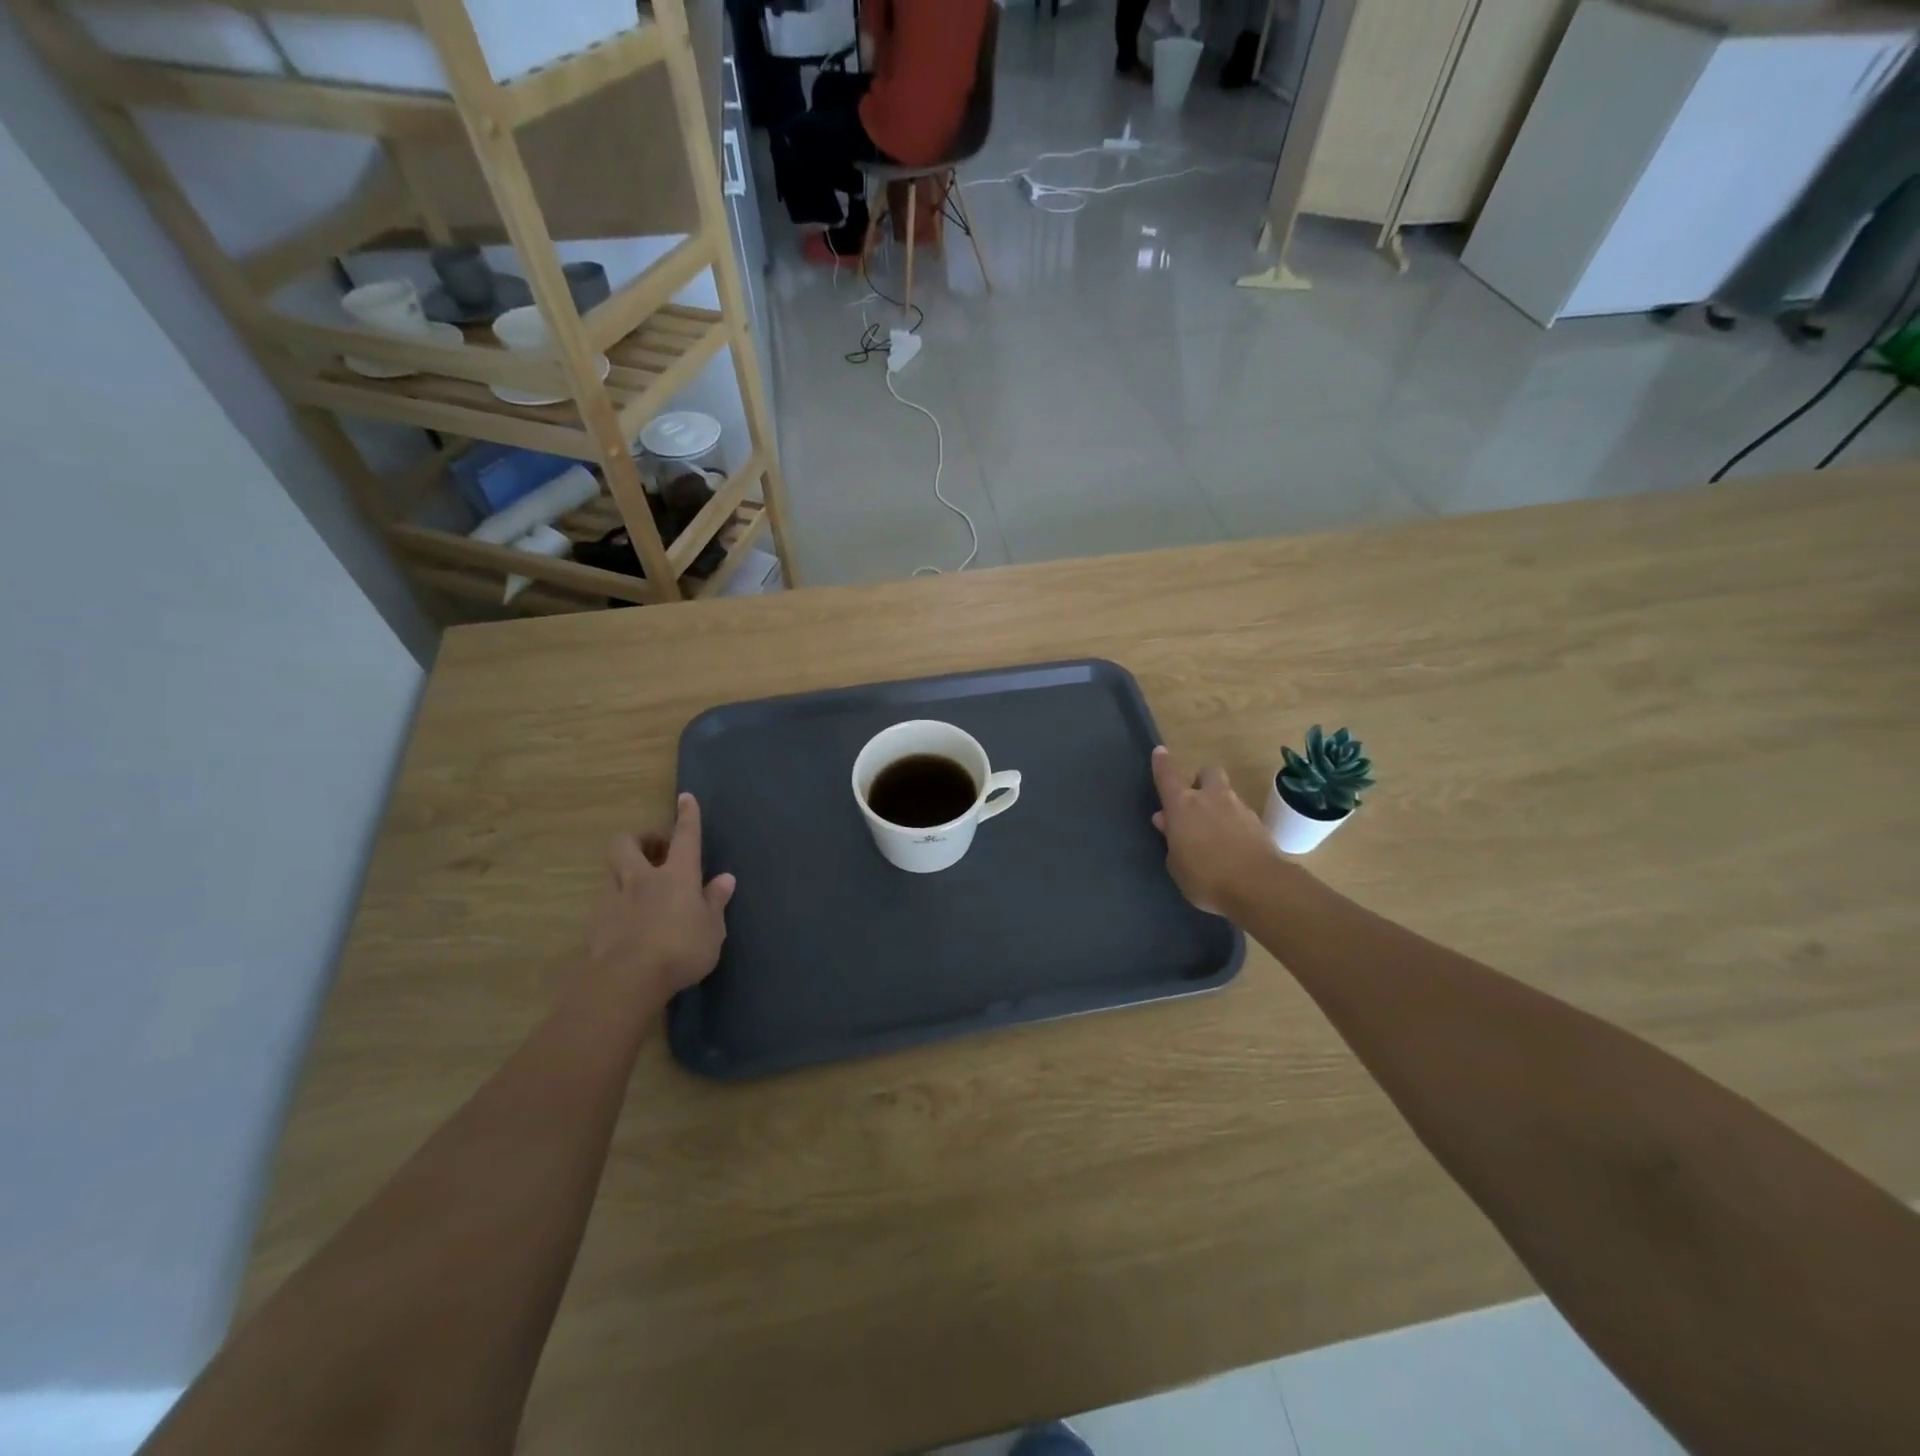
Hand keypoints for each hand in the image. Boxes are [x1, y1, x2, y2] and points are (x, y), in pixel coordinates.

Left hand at [584, 793, 735, 1010]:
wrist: (628, 980)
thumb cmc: (681, 950)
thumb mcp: (712, 929)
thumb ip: (715, 902)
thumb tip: (725, 879)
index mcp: (677, 876)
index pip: (685, 837)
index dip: (687, 817)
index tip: (685, 798)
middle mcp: (642, 879)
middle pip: (627, 844)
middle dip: (639, 839)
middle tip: (655, 850)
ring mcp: (615, 899)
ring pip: (612, 871)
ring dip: (625, 871)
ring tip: (640, 888)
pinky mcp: (596, 923)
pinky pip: (607, 902)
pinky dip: (618, 903)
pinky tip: (628, 920)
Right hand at [1150, 746, 1282, 917]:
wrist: (1258, 887)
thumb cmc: (1205, 877)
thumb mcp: (1176, 864)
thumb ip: (1171, 839)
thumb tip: (1167, 820)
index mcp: (1183, 805)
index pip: (1167, 776)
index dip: (1162, 764)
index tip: (1160, 752)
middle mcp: (1211, 799)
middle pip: (1207, 773)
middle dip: (1200, 781)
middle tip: (1195, 802)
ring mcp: (1239, 809)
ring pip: (1226, 795)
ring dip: (1219, 806)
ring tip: (1213, 834)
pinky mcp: (1260, 825)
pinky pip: (1242, 817)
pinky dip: (1235, 825)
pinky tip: (1232, 848)